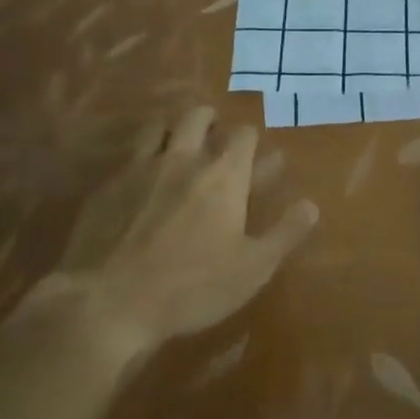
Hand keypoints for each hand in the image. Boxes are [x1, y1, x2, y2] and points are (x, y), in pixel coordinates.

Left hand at [52, 106, 316, 353]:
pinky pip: (128, 155)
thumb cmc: (191, 286)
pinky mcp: (107, 185)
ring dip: (172, 128)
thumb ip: (285, 233)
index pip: (243, 134)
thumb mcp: (252, 269)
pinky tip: (140, 177)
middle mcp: (184, 157)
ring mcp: (141, 167)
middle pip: (198, 116)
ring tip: (177, 144)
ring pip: (158, 125)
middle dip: (211, 121)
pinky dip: (140, 156)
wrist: (107, 302)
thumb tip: (312, 205)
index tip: (256, 154)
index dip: (251, 139)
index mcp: (223, 174)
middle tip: (214, 138)